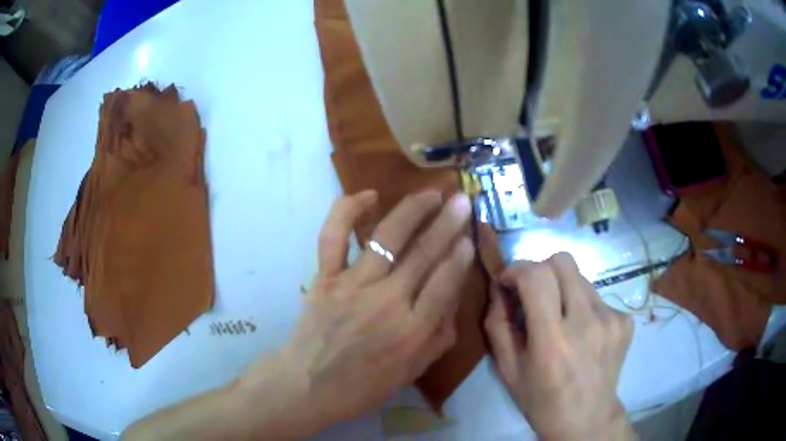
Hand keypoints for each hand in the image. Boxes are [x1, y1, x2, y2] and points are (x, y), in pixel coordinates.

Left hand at [238, 189, 473, 435]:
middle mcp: (387, 302)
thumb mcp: (412, 371)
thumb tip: (452, 298)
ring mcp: (352, 285)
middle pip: (424, 254)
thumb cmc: (363, 386)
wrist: (307, 386)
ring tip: (431, 193)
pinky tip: (368, 195)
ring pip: (387, 237)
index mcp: (413, 330)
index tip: (468, 236)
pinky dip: (347, 210)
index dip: (460, 256)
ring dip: (412, 210)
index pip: (445, 282)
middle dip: (448, 223)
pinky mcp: (325, 277)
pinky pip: (333, 236)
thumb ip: (439, 336)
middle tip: (462, 201)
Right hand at [485, 253, 634, 440]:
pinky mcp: (625, 321)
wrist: (587, 419)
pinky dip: (584, 306)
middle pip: (563, 261)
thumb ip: (498, 326)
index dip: (517, 269)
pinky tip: (583, 333)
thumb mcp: (508, 370)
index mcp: (552, 340)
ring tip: (562, 319)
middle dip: (541, 269)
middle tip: (534, 294)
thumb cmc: (541, 401)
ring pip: (581, 278)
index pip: (537, 276)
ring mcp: (611, 319)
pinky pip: (598, 297)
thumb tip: (499, 289)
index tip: (509, 282)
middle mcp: (586, 322)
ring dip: (564, 290)